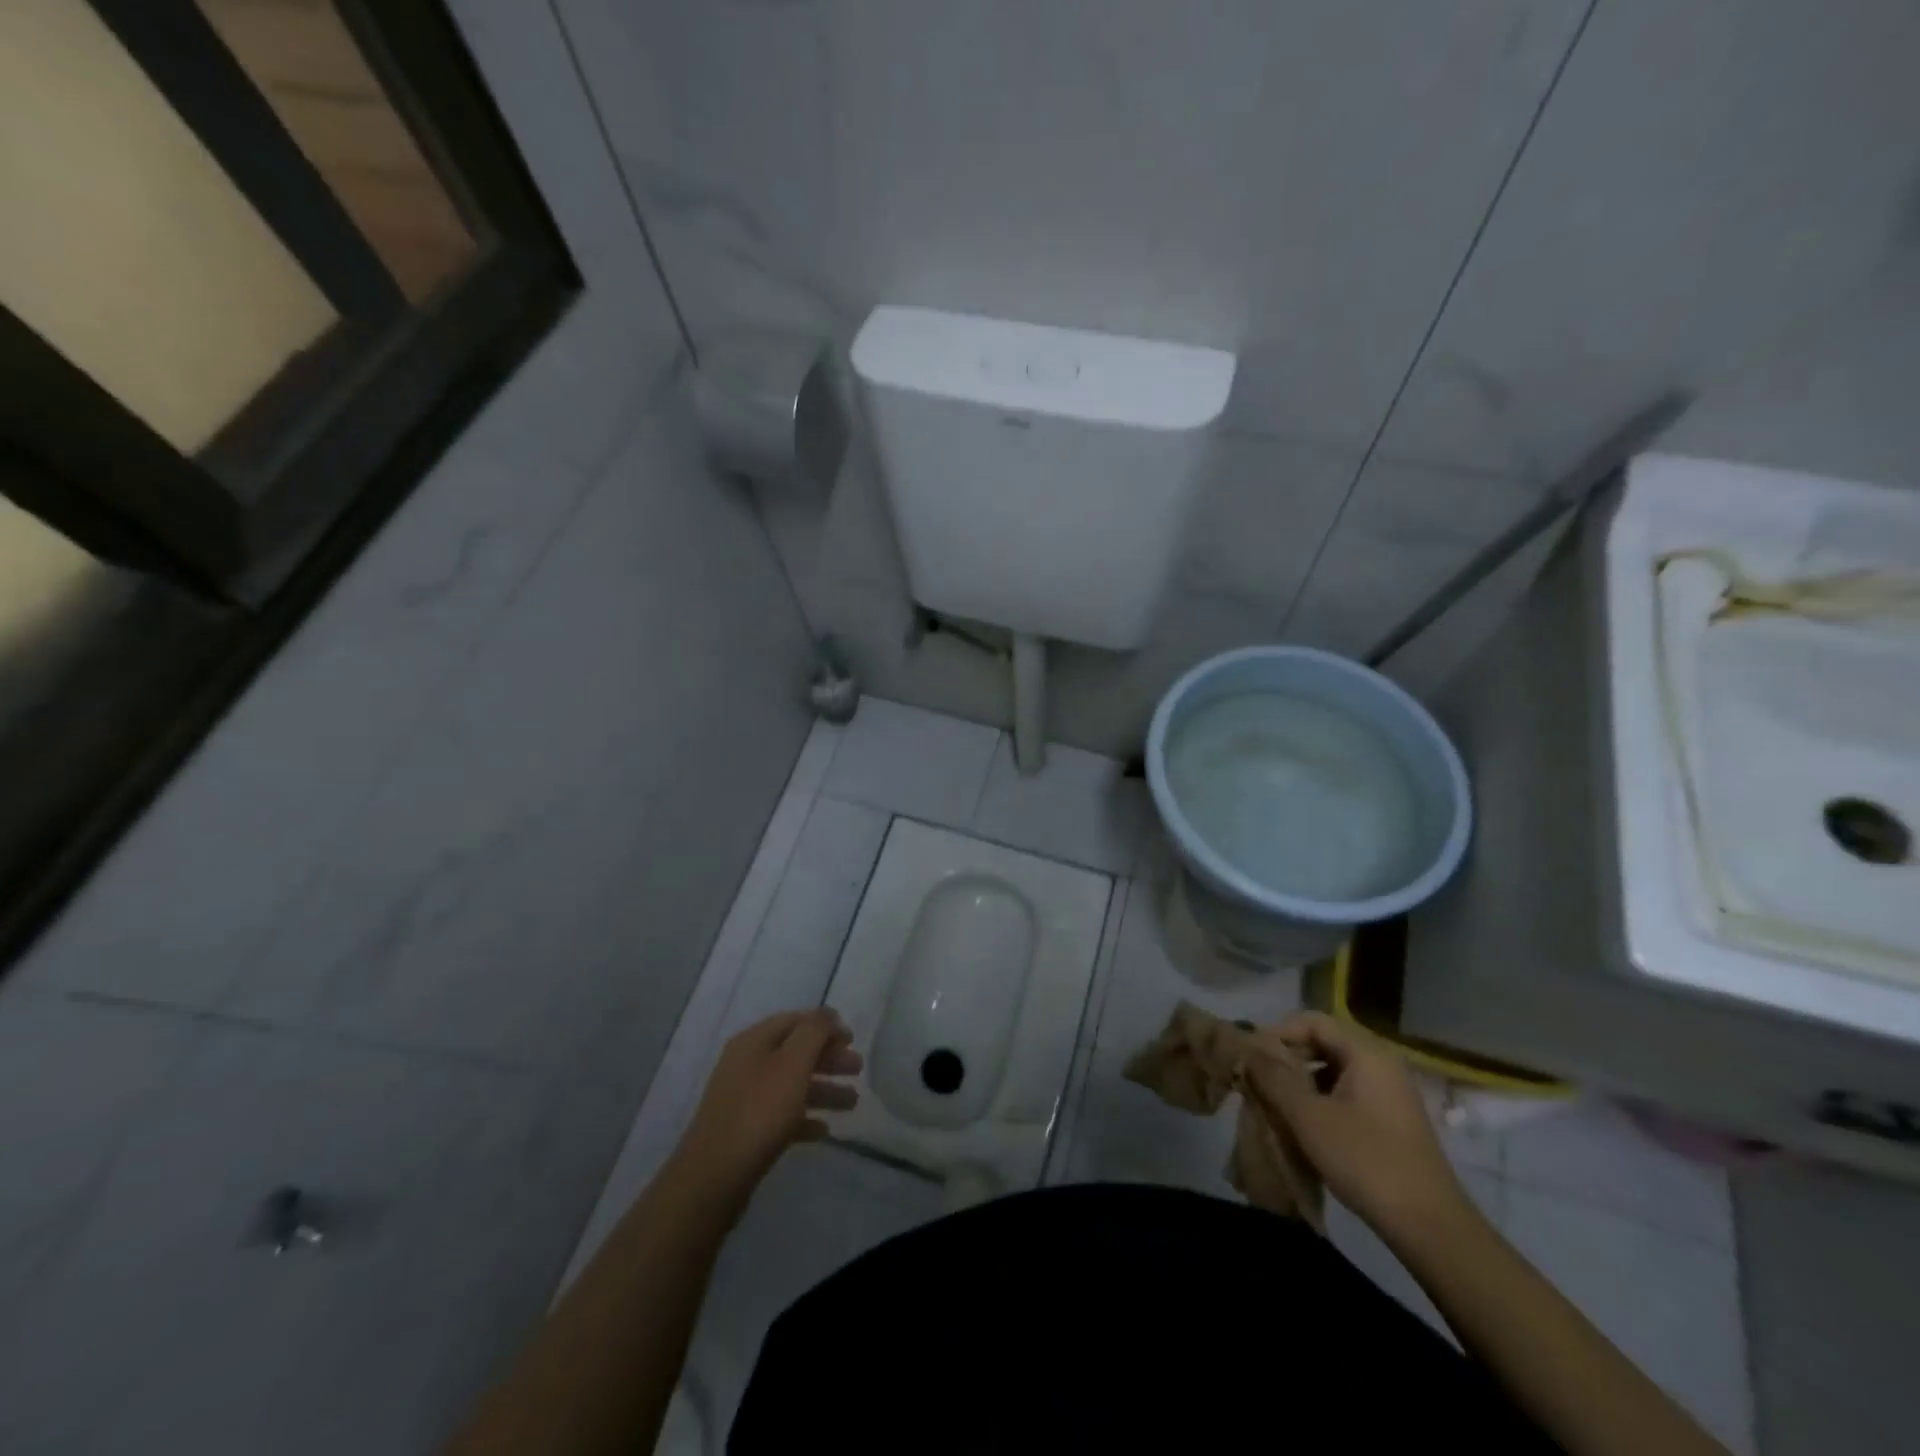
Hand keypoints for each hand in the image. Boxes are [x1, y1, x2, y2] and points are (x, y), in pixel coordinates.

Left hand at [674, 1009, 861, 1197]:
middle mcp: (746, 1064)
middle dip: (828, 1059)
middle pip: (795, 1053)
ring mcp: (744, 1099)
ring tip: (853, 1103)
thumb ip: (814, 1033)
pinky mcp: (745, 1131)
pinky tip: (824, 1131)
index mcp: (754, 1041)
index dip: (825, 1026)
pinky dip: (805, 1118)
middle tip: (858, 1069)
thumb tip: (827, 1014)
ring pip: (791, 1085)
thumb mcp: (792, 1063)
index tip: (853, 1038)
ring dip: (823, 1090)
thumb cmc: (759, 1111)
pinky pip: (781, 1116)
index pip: (795, 1021)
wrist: (714, 1177)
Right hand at [1247, 1010, 1470, 1244]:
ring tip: (1276, 1107)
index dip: (1278, 1033)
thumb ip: (1273, 1077)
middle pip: (1323, 1044)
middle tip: (1258, 1082)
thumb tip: (1248, 1050)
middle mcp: (1381, 1065)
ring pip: (1333, 1072)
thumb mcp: (1308, 1117)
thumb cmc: (1365, 1160)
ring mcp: (1390, 1095)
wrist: (1431, 1228)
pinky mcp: (1392, 1122)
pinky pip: (1347, 1096)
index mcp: (1366, 1054)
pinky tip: (1305, 1129)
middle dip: (1287, 1060)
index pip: (1312, 1021)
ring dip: (1301, 1084)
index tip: (1252, 1058)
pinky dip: (1321, 1102)